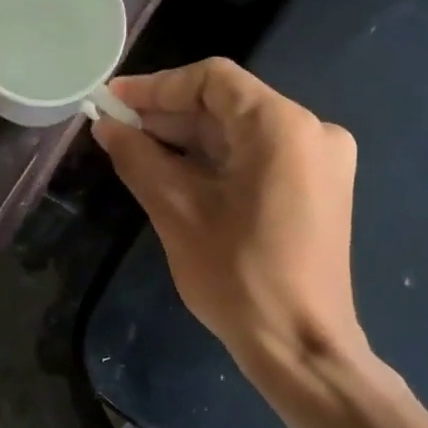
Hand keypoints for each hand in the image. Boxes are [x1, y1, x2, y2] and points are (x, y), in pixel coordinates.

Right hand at [92, 58, 370, 381]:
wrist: (301, 347)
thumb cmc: (237, 276)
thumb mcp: (176, 210)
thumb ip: (138, 157)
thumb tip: (106, 126)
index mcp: (282, 127)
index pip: (212, 80)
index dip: (156, 86)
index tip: (112, 100)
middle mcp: (311, 131)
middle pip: (227, 104)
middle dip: (168, 115)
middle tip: (116, 129)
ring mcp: (320, 161)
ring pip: (240, 131)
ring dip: (187, 138)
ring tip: (135, 149)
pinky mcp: (317, 188)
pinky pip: (257, 156)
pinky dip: (214, 160)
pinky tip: (173, 171)